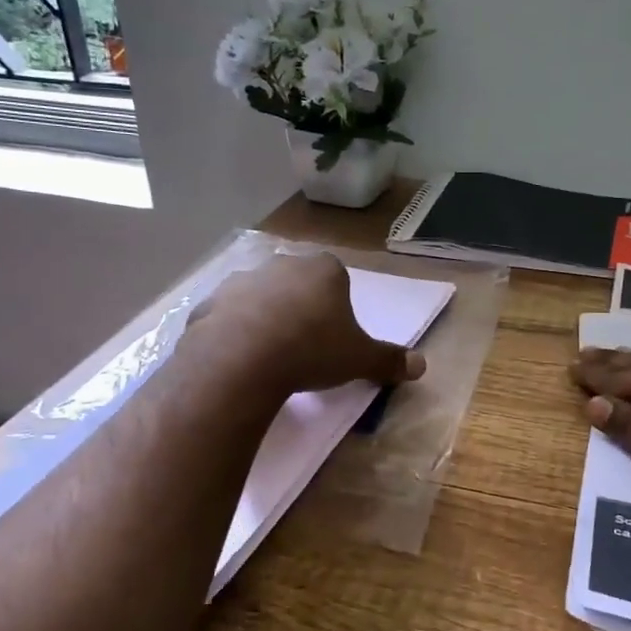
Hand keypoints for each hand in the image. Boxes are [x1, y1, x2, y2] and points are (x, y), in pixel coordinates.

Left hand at [188, 254, 425, 394]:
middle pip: (297, 284)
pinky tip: (238, 362)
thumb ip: (390, 360)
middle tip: (304, 347)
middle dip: (300, 309)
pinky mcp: (208, 303)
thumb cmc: (312, 350)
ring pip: (259, 298)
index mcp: (324, 269)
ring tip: (269, 357)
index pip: (337, 279)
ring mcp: (241, 281)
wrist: (241, 359)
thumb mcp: (359, 359)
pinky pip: (226, 318)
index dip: (337, 307)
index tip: (334, 336)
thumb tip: (421, 366)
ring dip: (264, 319)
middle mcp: (282, 264)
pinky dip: (232, 334)